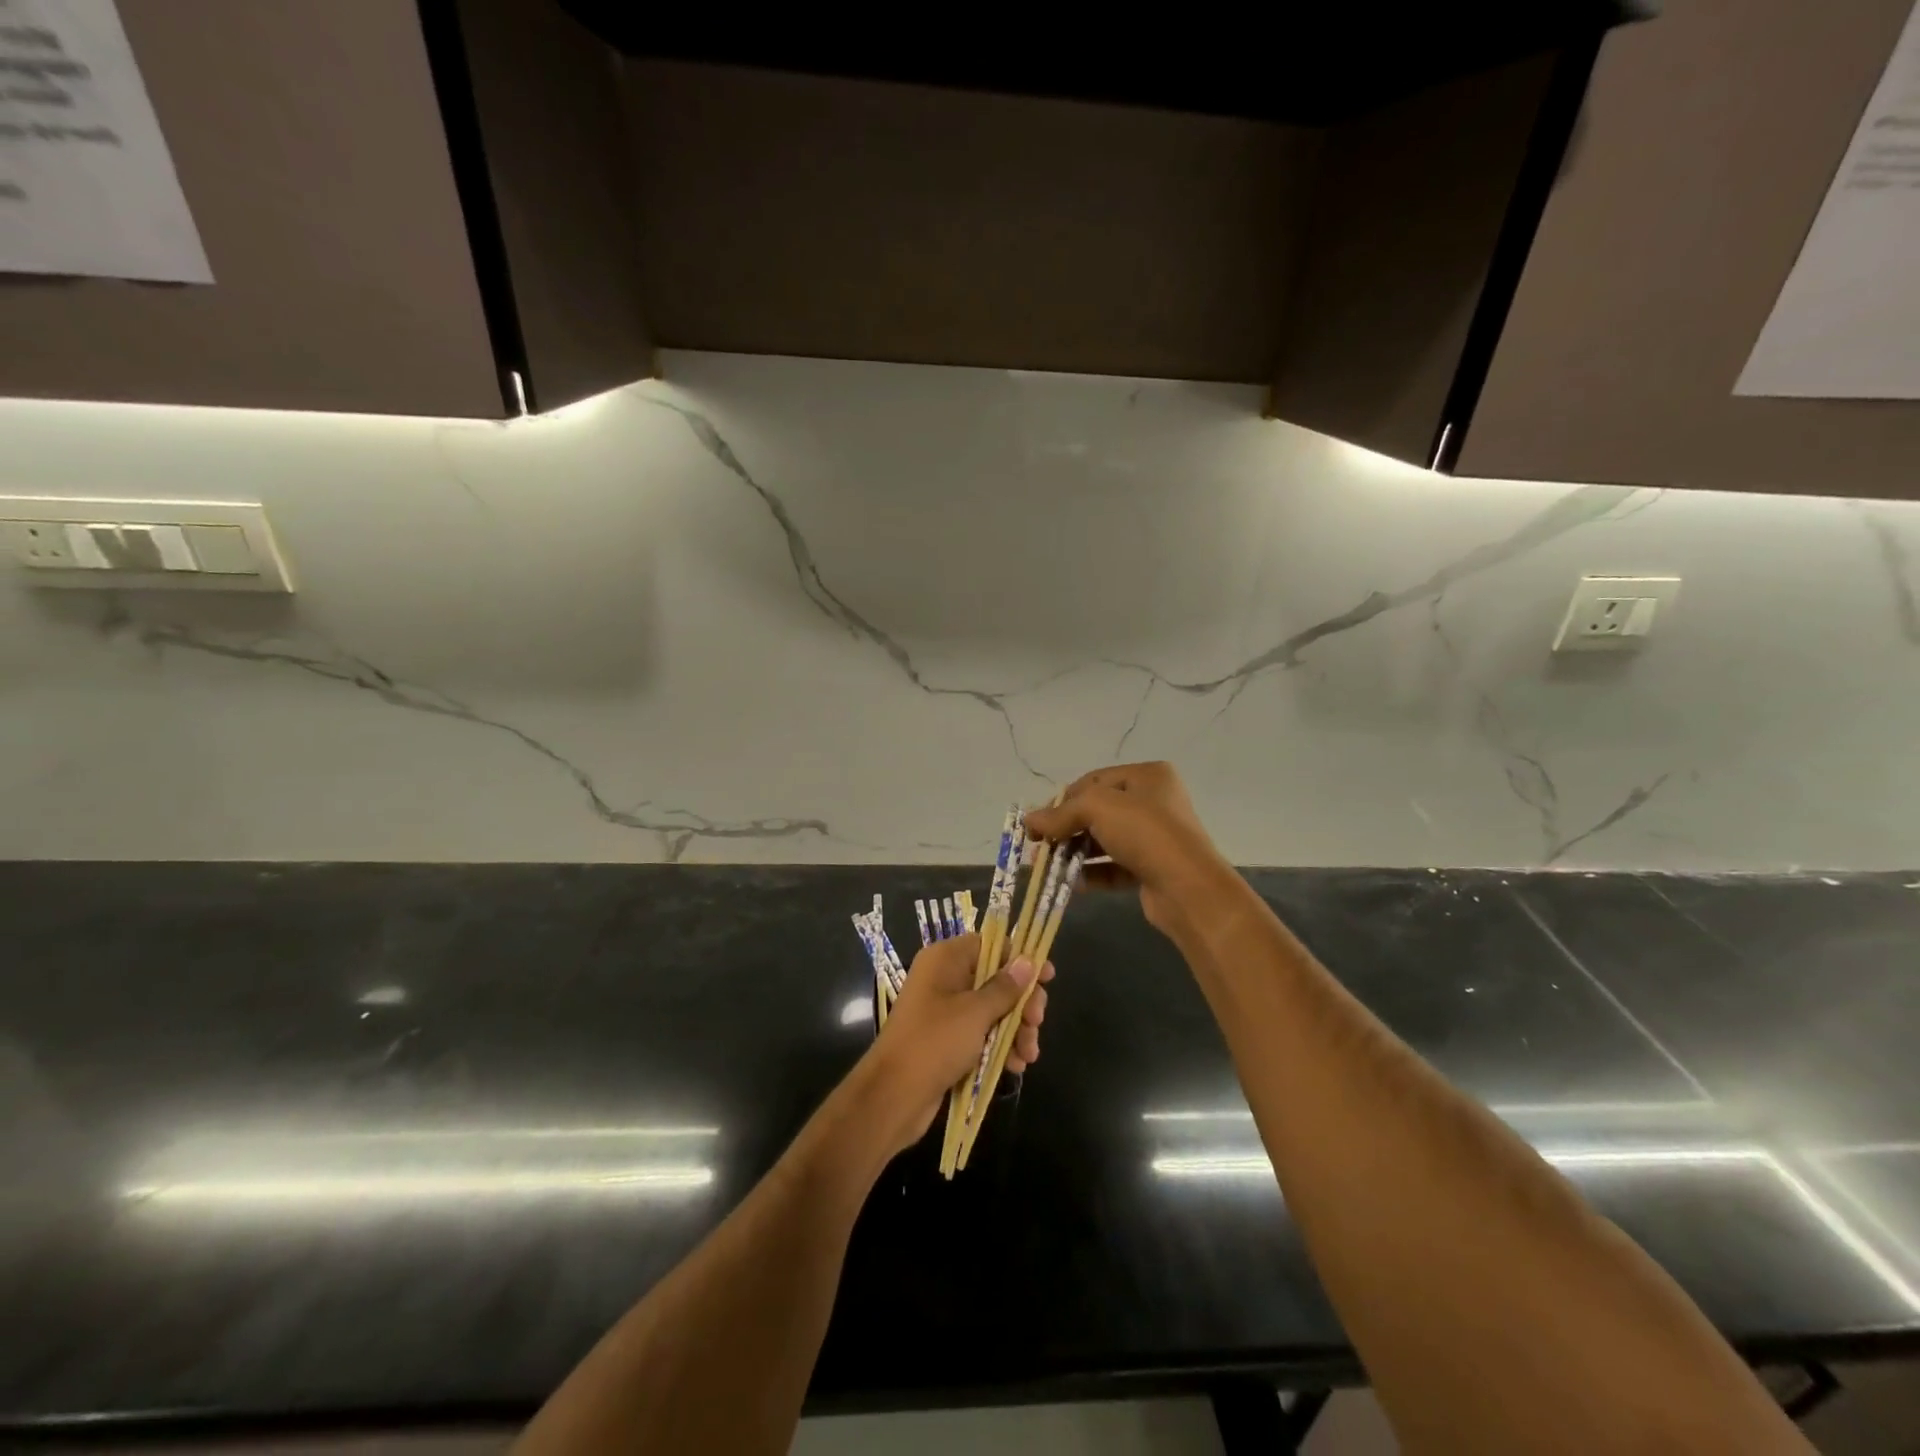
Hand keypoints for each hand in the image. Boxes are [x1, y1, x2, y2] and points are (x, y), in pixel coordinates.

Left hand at [859, 934, 1052, 1155]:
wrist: (893, 1096)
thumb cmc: (934, 1042)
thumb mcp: (975, 1013)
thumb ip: (1005, 987)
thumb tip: (1027, 961)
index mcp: (945, 960)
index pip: (990, 944)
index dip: (1020, 959)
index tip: (1047, 977)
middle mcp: (945, 979)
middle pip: (996, 979)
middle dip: (1022, 1002)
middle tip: (1037, 1023)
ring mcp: (946, 1011)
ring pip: (993, 1010)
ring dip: (1015, 1029)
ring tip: (1028, 1054)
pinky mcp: (948, 1040)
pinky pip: (982, 1034)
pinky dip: (1000, 1046)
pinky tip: (1016, 1065)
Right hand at [1022, 761, 1233, 940]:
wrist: (1188, 888)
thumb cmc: (1145, 833)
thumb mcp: (1098, 809)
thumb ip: (1061, 813)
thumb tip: (1028, 820)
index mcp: (1147, 777)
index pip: (1093, 781)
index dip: (1063, 800)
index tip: (1037, 822)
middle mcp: (1153, 802)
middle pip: (1097, 811)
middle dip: (1066, 828)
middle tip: (1038, 846)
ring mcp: (1154, 837)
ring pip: (1104, 840)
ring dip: (1075, 852)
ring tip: (1048, 866)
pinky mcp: (1151, 868)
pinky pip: (1114, 866)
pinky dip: (1092, 873)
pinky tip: (1073, 883)